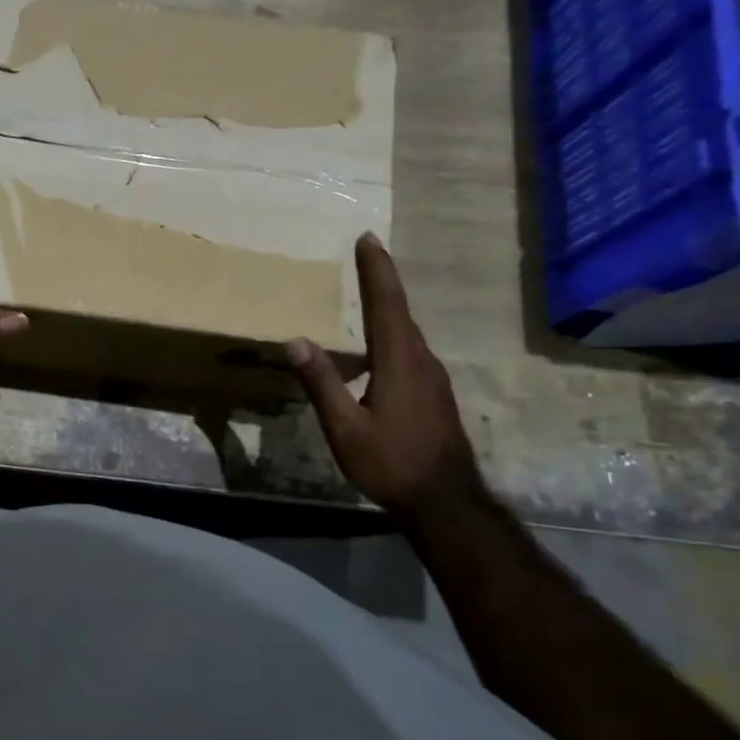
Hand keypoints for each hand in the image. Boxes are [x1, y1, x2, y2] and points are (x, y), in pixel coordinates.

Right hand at [286, 234, 484, 522]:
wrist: (444, 501)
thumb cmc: (390, 462)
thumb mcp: (344, 427)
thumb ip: (321, 382)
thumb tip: (295, 340)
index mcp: (399, 362)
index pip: (386, 304)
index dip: (376, 270)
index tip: (367, 238)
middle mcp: (420, 361)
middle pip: (400, 311)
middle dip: (382, 280)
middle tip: (365, 254)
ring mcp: (432, 378)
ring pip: (406, 331)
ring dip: (388, 306)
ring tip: (369, 292)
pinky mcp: (434, 393)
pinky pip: (409, 350)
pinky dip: (392, 332)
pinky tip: (377, 348)